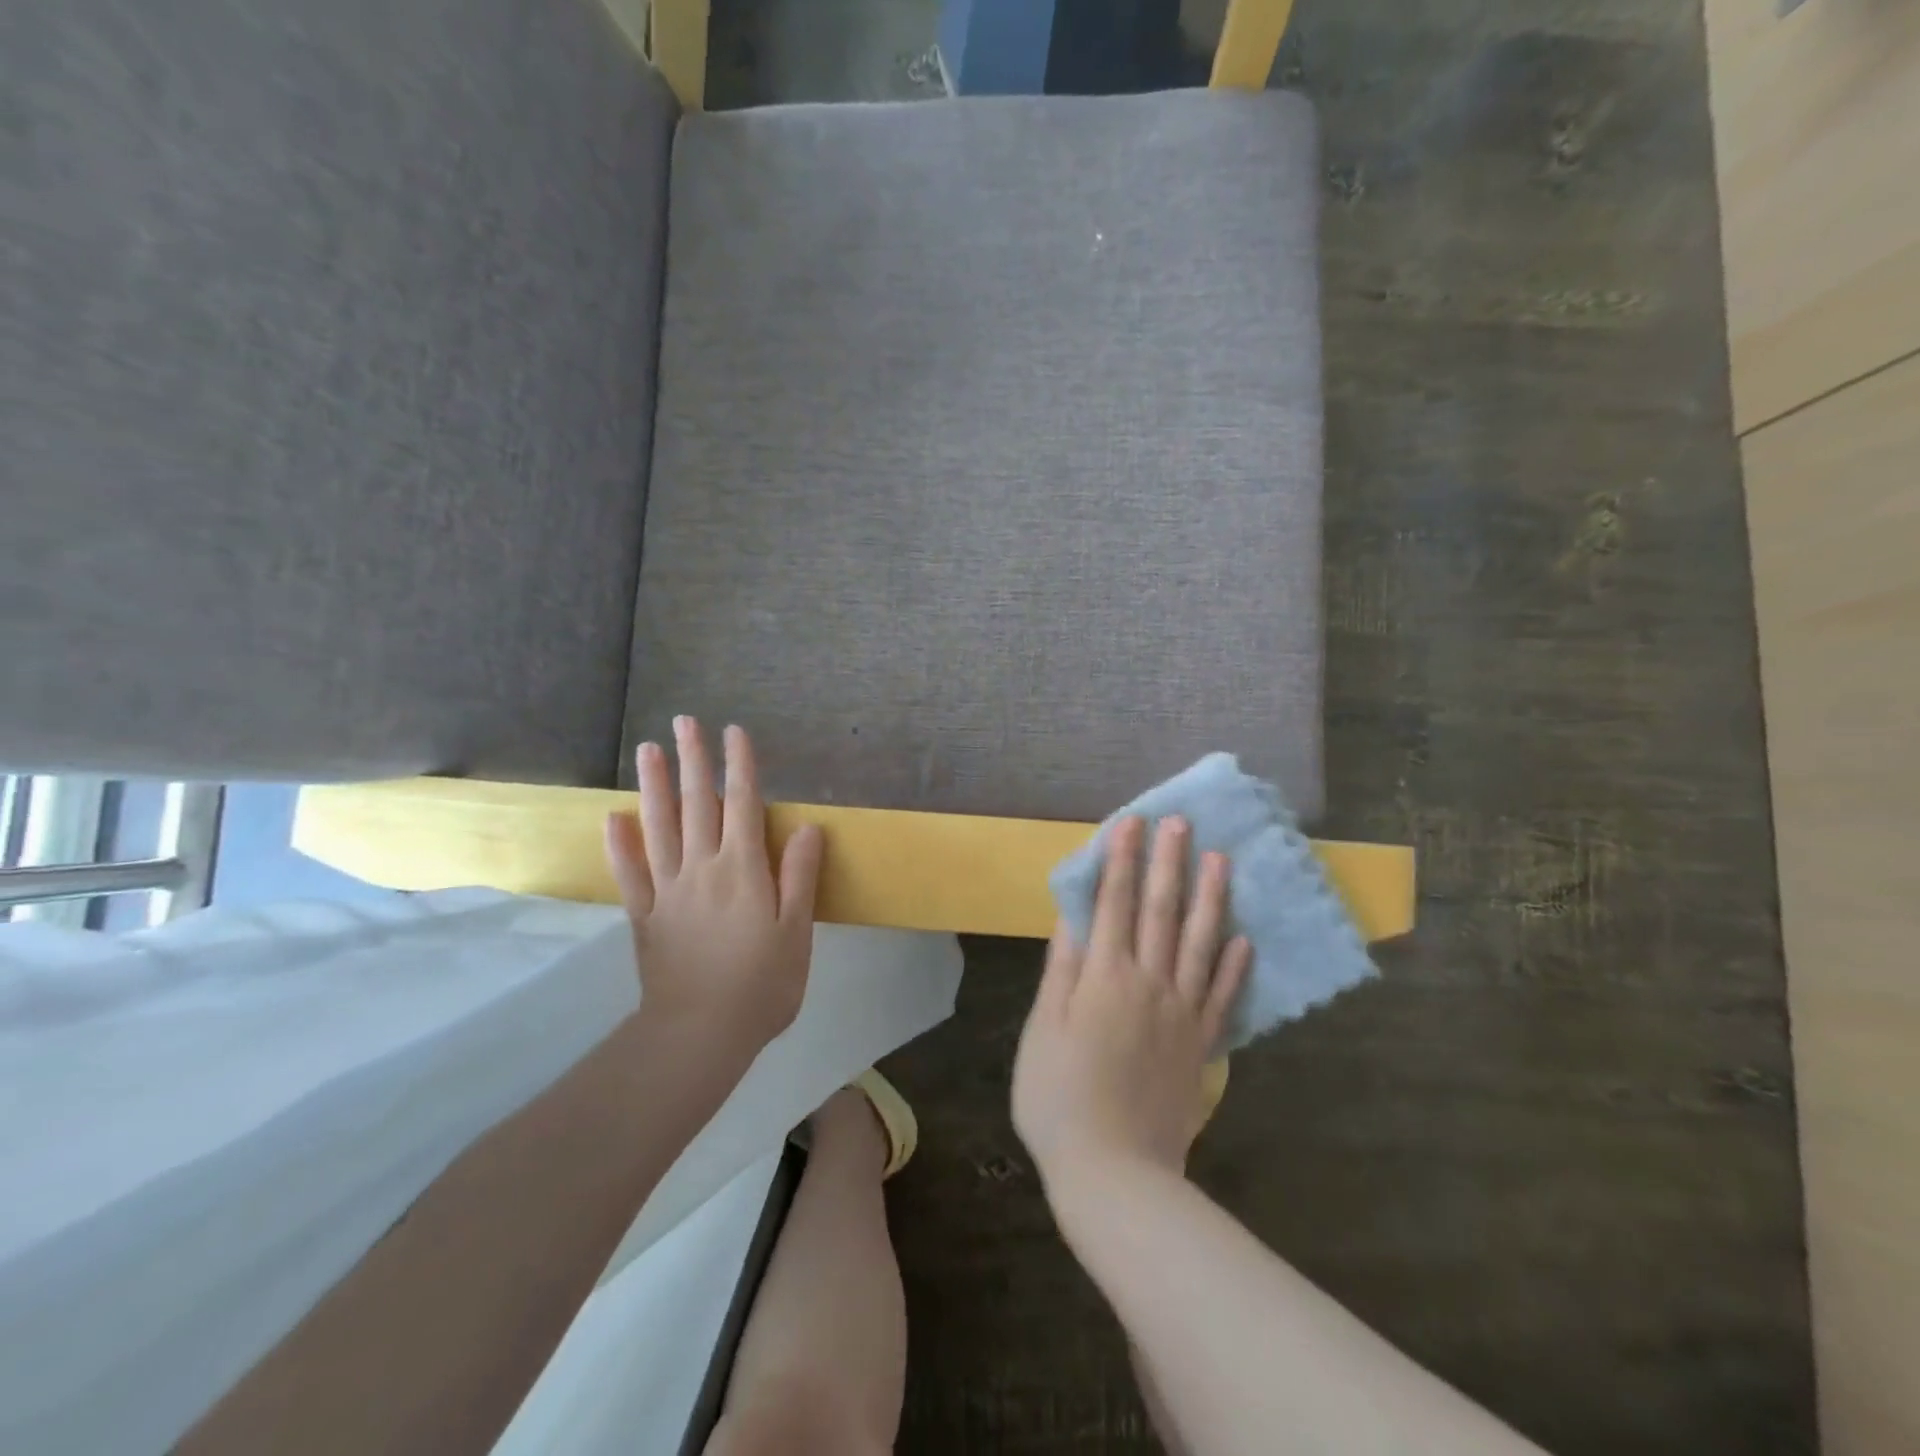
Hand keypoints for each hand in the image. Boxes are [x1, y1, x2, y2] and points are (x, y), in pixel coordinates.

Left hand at [605, 718, 823, 1069]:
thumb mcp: (796, 932)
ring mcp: (668, 890)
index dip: (741, 765)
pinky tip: (613, 817)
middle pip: (698, 804)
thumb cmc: (762, 985)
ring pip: (659, 827)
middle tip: (684, 722)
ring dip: (655, 786)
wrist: (699, 1036)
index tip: (734, 731)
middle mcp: (703, 869)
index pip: (744, 804)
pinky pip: (629, 873)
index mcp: (743, 870)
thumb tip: (808, 826)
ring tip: (648, 750)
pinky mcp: (644, 915)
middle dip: (694, 760)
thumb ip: (799, 876)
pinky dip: (620, 843)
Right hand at [1012, 816, 1251, 1193]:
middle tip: (1180, 822)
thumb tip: (1072, 917)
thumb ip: (1062, 970)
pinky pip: (1222, 997)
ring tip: (1222, 860)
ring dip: (1210, 898)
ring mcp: (1181, 1014)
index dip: (1122, 860)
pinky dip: (1234, 966)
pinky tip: (1244, 938)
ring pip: (1200, 944)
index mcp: (1105, 977)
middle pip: (1162, 912)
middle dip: (1169, 862)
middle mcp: (1149, 983)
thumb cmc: (1060, 1098)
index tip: (1131, 822)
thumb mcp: (1043, 1030)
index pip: (1115, 903)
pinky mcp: (1201, 1045)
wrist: (1115, 1173)